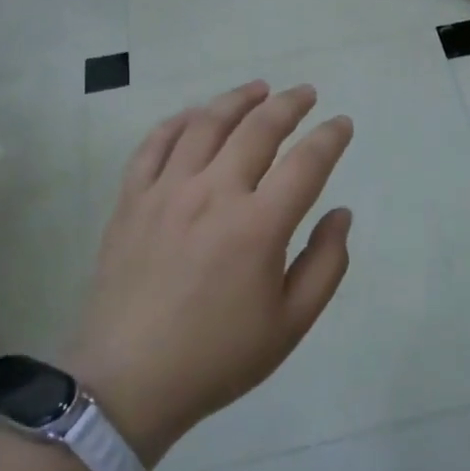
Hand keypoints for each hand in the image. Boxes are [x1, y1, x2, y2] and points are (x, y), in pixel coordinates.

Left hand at [66, 82, 353, 465]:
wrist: (127, 382)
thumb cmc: (216, 357)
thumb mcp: (290, 325)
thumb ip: (326, 264)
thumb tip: (341, 213)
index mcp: (258, 226)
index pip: (306, 163)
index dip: (330, 137)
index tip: (342, 124)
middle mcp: (214, 194)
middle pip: (258, 129)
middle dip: (289, 104)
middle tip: (306, 93)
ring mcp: (167, 191)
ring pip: (206, 124)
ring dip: (237, 100)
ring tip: (258, 88)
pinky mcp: (131, 199)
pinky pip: (154, 144)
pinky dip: (179, 121)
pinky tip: (195, 114)